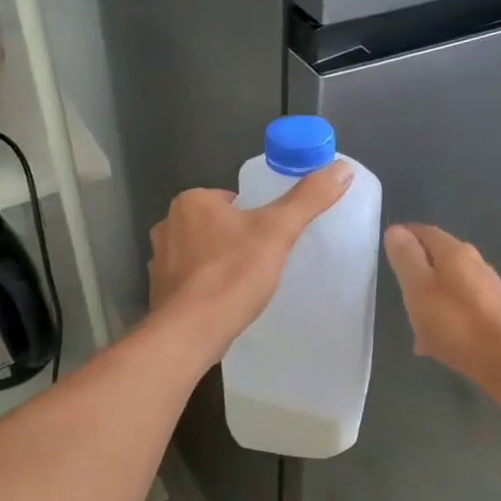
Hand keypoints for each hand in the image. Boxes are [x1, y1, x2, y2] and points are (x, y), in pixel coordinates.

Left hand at [148, 162, 353, 357]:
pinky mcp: (159, 291)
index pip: (231, 199)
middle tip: (261, 262)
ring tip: (244, 285)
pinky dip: (205, 288)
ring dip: (219, 264)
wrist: (191, 331)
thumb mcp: (278, 231)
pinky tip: (223, 304)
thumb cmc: (233, 274)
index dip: (253, 217)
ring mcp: (158, 260)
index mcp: (191, 201)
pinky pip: (189, 281)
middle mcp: (168, 224)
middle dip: (235, 240)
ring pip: (200, 253)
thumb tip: (342, 168)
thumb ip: (308, 198)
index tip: (269, 239)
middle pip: (215, 225)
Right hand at [383, 223, 500, 386]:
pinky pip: (460, 309)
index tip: (386, 251)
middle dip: (416, 271)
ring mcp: (487, 290)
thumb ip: (406, 258)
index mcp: (455, 252)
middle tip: (396, 289)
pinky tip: (435, 342)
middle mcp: (475, 264)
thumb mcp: (419, 288)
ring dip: (429, 298)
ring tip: (412, 322)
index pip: (426, 232)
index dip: (405, 237)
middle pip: (438, 259)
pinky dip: (444, 318)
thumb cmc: (456, 322)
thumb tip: (395, 230)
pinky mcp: (494, 314)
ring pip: (449, 286)